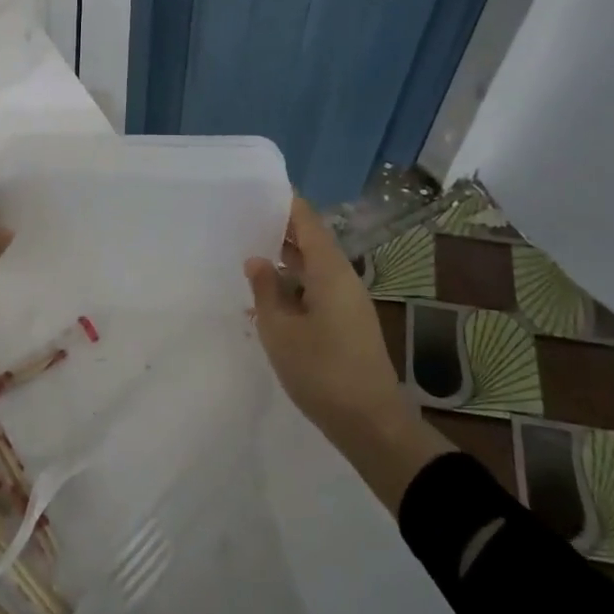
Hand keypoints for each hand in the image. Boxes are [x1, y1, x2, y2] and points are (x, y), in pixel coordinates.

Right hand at [247, 199, 447, 494]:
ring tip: (247, 256)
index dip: (285, 202)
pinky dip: (292, 287)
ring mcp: (347, 302)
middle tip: (242, 221)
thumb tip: (257, 260)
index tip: (258, 189)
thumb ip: (266, 290)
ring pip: (312, 268)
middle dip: (279, 230)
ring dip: (283, 261)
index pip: (307, 221)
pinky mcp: (346, 324)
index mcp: (330, 271)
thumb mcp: (280, 331)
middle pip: (310, 242)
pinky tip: (265, 299)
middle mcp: (343, 279)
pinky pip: (315, 291)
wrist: (371, 425)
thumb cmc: (323, 372)